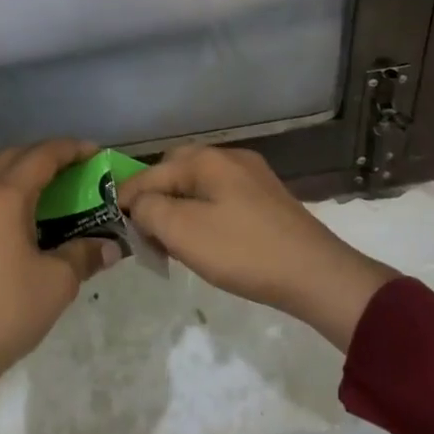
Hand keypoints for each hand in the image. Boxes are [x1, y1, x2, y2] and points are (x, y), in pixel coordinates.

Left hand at [0, 138, 122, 373]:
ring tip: (57, 192)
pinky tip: (31, 220)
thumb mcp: (57, 282)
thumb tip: (109, 247)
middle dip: (46, 156)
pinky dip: (12, 198)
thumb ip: (84, 255)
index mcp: (4, 197)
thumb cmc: (8, 307)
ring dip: (26, 177)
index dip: (71, 150)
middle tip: (76, 169)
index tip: (97, 153)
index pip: (41, 156)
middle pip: (14, 158)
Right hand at [118, 145, 397, 350]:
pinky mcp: (267, 200)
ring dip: (179, 209)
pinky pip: (220, 198)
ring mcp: (252, 177)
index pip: (150, 174)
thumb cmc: (243, 251)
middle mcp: (229, 158)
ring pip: (198, 186)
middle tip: (145, 233)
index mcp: (206, 160)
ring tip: (171, 241)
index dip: (128, 200)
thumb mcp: (183, 232)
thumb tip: (139, 205)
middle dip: (155, 199)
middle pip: (174, 172)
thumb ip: (149, 210)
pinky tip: (205, 240)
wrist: (317, 276)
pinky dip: (203, 215)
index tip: (116, 228)